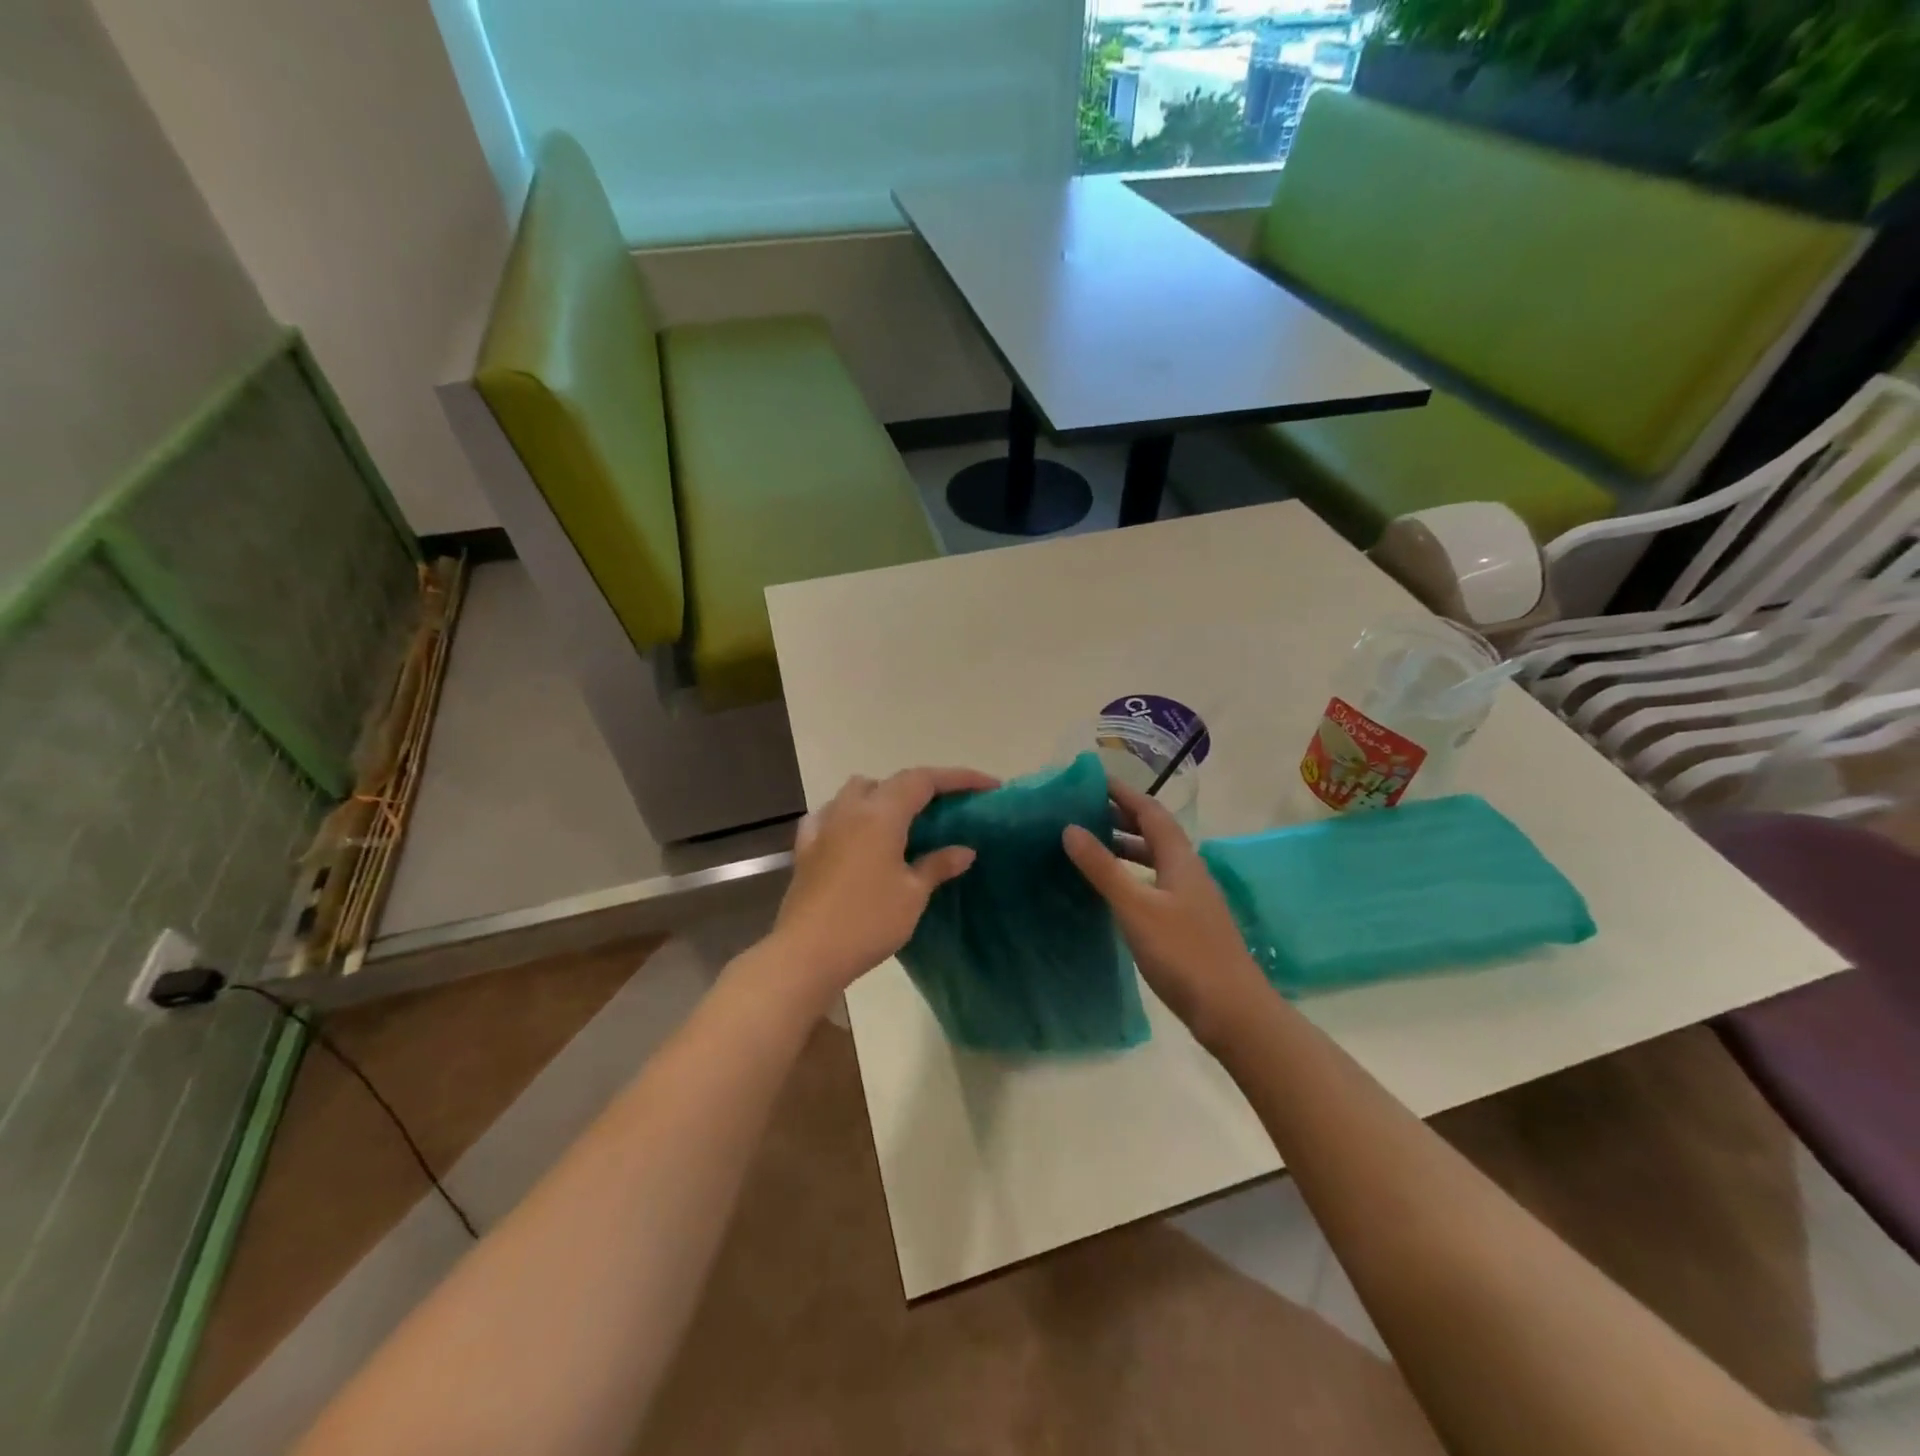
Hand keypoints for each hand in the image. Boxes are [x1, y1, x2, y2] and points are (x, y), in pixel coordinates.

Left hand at [771, 766, 998, 1003]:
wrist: (807, 954)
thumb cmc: (868, 922)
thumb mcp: (912, 895)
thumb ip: (938, 865)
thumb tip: (964, 850)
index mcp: (881, 814)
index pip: (924, 780)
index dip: (958, 778)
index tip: (988, 786)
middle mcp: (850, 810)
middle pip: (890, 781)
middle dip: (922, 787)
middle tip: (948, 807)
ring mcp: (823, 826)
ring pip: (856, 791)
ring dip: (883, 795)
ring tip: (903, 819)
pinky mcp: (805, 848)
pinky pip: (829, 815)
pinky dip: (848, 815)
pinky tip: (854, 833)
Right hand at [1062, 776, 1268, 1046]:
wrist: (1232, 1012)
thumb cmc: (1184, 954)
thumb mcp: (1136, 908)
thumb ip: (1103, 868)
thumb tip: (1070, 828)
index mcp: (1181, 860)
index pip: (1151, 812)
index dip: (1123, 794)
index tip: (1092, 781)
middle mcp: (1188, 872)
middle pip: (1155, 833)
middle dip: (1121, 818)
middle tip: (1082, 812)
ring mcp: (1191, 899)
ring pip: (1155, 860)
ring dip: (1126, 847)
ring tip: (1091, 847)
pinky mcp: (1188, 924)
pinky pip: (1155, 884)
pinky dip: (1132, 876)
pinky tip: (1113, 892)